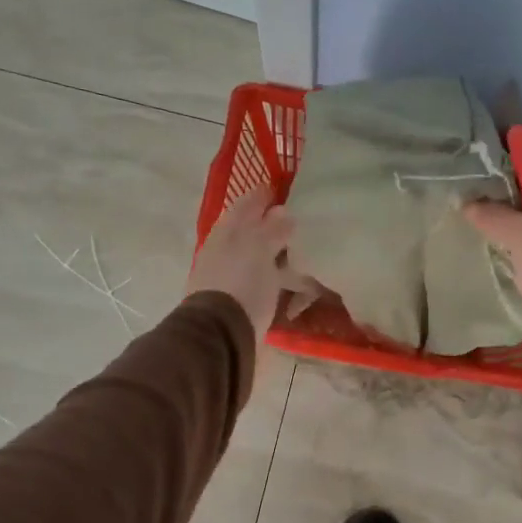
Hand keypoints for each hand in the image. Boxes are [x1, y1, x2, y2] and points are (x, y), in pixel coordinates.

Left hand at [188, 186, 294, 333]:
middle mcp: (226, 251)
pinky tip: (291, 280)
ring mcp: (231, 277)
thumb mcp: (260, 248)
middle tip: (297, 218)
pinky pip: (263, 282)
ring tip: (301, 250)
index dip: (262, 195)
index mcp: (228, 232)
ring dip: (275, 252)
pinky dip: (277, 277)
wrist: (221, 334)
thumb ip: (273, 228)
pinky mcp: (241, 302)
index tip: (281, 188)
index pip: (246, 204)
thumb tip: (283, 211)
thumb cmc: (241, 282)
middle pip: (250, 231)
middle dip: (270, 223)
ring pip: (257, 256)